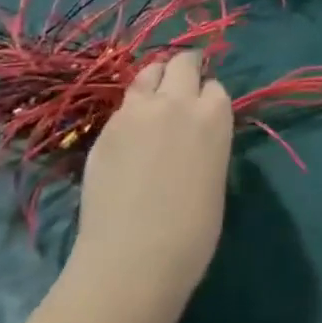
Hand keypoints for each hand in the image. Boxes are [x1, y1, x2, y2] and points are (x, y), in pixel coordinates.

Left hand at [68, 51, 233, 305]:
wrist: (133, 259)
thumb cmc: (191, 233)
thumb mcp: (215, 177)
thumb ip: (207, 143)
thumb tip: (194, 138)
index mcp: (214, 116)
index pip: (215, 87)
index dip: (209, 98)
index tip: (205, 112)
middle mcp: (177, 102)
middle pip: (182, 63)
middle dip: (185, 69)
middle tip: (183, 86)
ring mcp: (136, 112)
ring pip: (148, 73)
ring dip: (156, 80)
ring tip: (154, 101)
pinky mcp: (106, 129)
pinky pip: (123, 105)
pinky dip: (131, 110)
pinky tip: (130, 136)